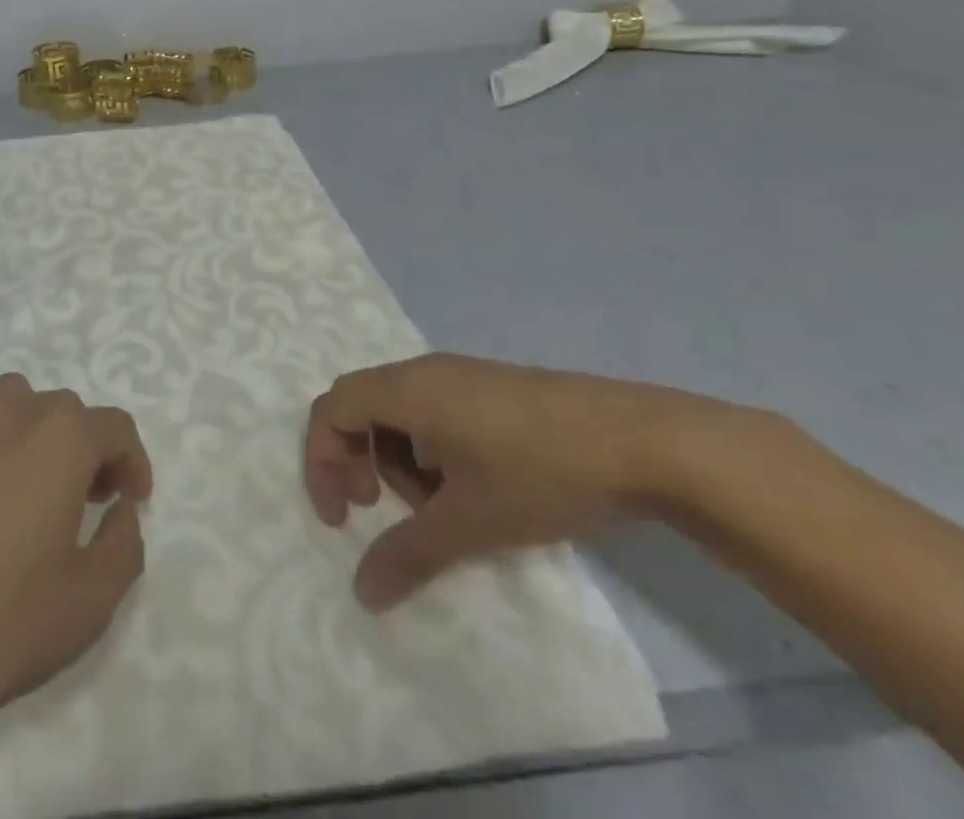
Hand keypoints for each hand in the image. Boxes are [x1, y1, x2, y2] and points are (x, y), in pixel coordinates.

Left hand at [0, 374, 151, 753]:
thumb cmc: (3, 620)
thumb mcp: (91, 599)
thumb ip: (124, 543)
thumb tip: (119, 509)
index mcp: (61, 437)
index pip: (115, 427)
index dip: (133, 462)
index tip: (132, 502)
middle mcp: (14, 412)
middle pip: (67, 413)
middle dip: (88, 450)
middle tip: (88, 501)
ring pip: (17, 406)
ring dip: (38, 435)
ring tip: (35, 488)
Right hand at [305, 353, 730, 610]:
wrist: (642, 441)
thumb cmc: (539, 473)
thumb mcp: (470, 521)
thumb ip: (409, 553)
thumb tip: (363, 593)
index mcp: (405, 389)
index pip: (331, 409)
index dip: (321, 460)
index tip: (343, 516)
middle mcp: (422, 371)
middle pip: (360, 406)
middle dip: (356, 459)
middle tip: (378, 508)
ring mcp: (459, 374)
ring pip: (399, 411)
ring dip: (398, 459)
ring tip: (441, 506)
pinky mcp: (490, 386)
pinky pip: (433, 410)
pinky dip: (430, 449)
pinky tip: (472, 484)